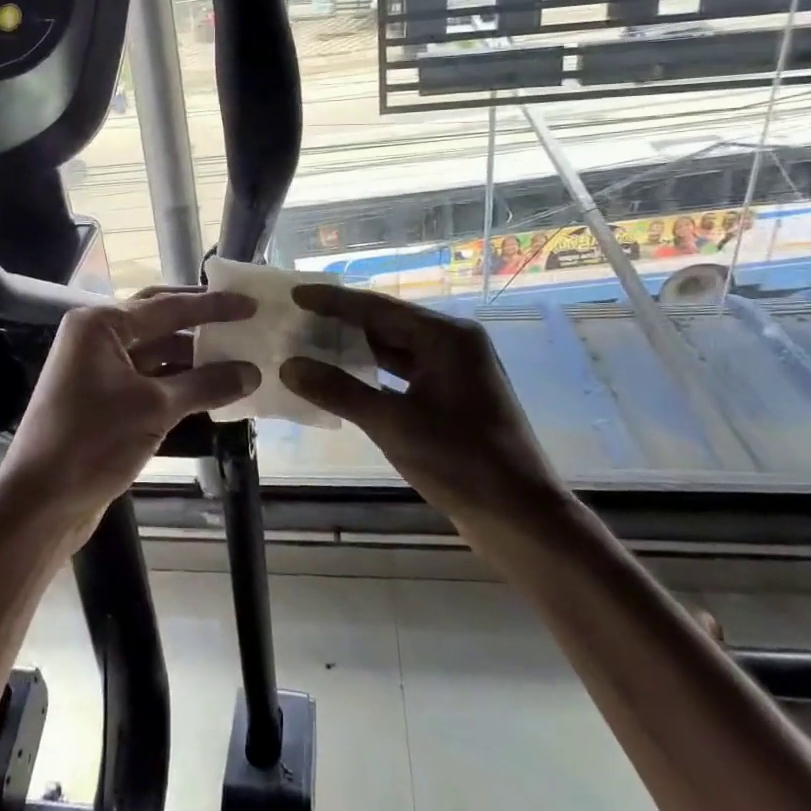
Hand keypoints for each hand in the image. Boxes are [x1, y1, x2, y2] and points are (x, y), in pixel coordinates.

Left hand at [0, 289, 260, 525]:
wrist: (41, 502)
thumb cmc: (93, 442)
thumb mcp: (155, 408)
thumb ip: (206, 384)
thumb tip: (251, 372)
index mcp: (100, 325)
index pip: (167, 306)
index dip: (213, 306)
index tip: (250, 305)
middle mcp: (96, 338)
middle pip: (159, 321)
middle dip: (200, 323)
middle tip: (242, 321)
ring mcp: (97, 370)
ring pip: (155, 353)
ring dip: (193, 358)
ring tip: (237, 359)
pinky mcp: (103, 400)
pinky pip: (149, 380)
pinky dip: (179, 383)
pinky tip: (211, 391)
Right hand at [280, 283, 561, 522]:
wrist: (520, 516)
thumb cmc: (460, 462)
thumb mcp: (393, 424)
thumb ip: (339, 391)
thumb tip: (289, 366)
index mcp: (446, 337)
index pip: (377, 308)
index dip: (333, 302)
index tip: (295, 294)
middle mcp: (453, 343)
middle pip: (387, 323)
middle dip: (342, 322)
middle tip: (298, 318)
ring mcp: (455, 370)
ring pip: (395, 348)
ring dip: (356, 348)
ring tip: (312, 343)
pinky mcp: (453, 396)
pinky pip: (404, 372)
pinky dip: (373, 373)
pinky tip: (343, 378)